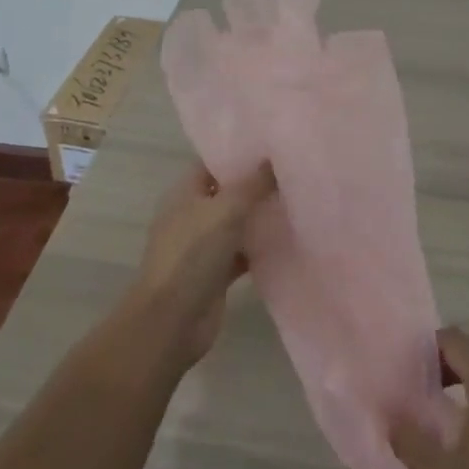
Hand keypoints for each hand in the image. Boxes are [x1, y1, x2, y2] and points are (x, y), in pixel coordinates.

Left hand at [131, 160, 274, 363]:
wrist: (171, 321)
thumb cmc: (192, 255)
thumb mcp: (226, 210)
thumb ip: (252, 185)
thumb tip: (272, 159)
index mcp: (184, 193)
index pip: (213, 164)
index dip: (239, 154)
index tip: (273, 147)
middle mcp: (191, 216)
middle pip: (227, 193)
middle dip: (256, 185)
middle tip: (293, 173)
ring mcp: (202, 247)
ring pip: (236, 224)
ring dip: (260, 217)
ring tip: (297, 201)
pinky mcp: (215, 274)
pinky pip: (242, 253)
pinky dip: (260, 248)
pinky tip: (287, 240)